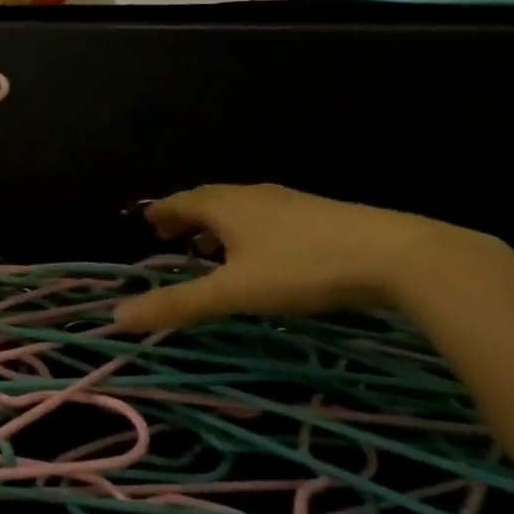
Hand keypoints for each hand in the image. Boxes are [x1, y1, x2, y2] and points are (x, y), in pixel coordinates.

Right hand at [113, 184, 481, 330]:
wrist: (395, 254)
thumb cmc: (301, 268)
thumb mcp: (233, 292)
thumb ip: (178, 304)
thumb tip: (117, 317)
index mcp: (225, 205)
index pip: (181, 201)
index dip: (161, 212)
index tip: (147, 223)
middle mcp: (252, 195)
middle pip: (209, 200)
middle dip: (187, 218)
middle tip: (171, 236)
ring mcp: (289, 203)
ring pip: (241, 209)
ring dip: (219, 225)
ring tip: (211, 249)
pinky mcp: (320, 216)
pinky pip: (268, 218)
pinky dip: (250, 231)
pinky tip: (264, 255)